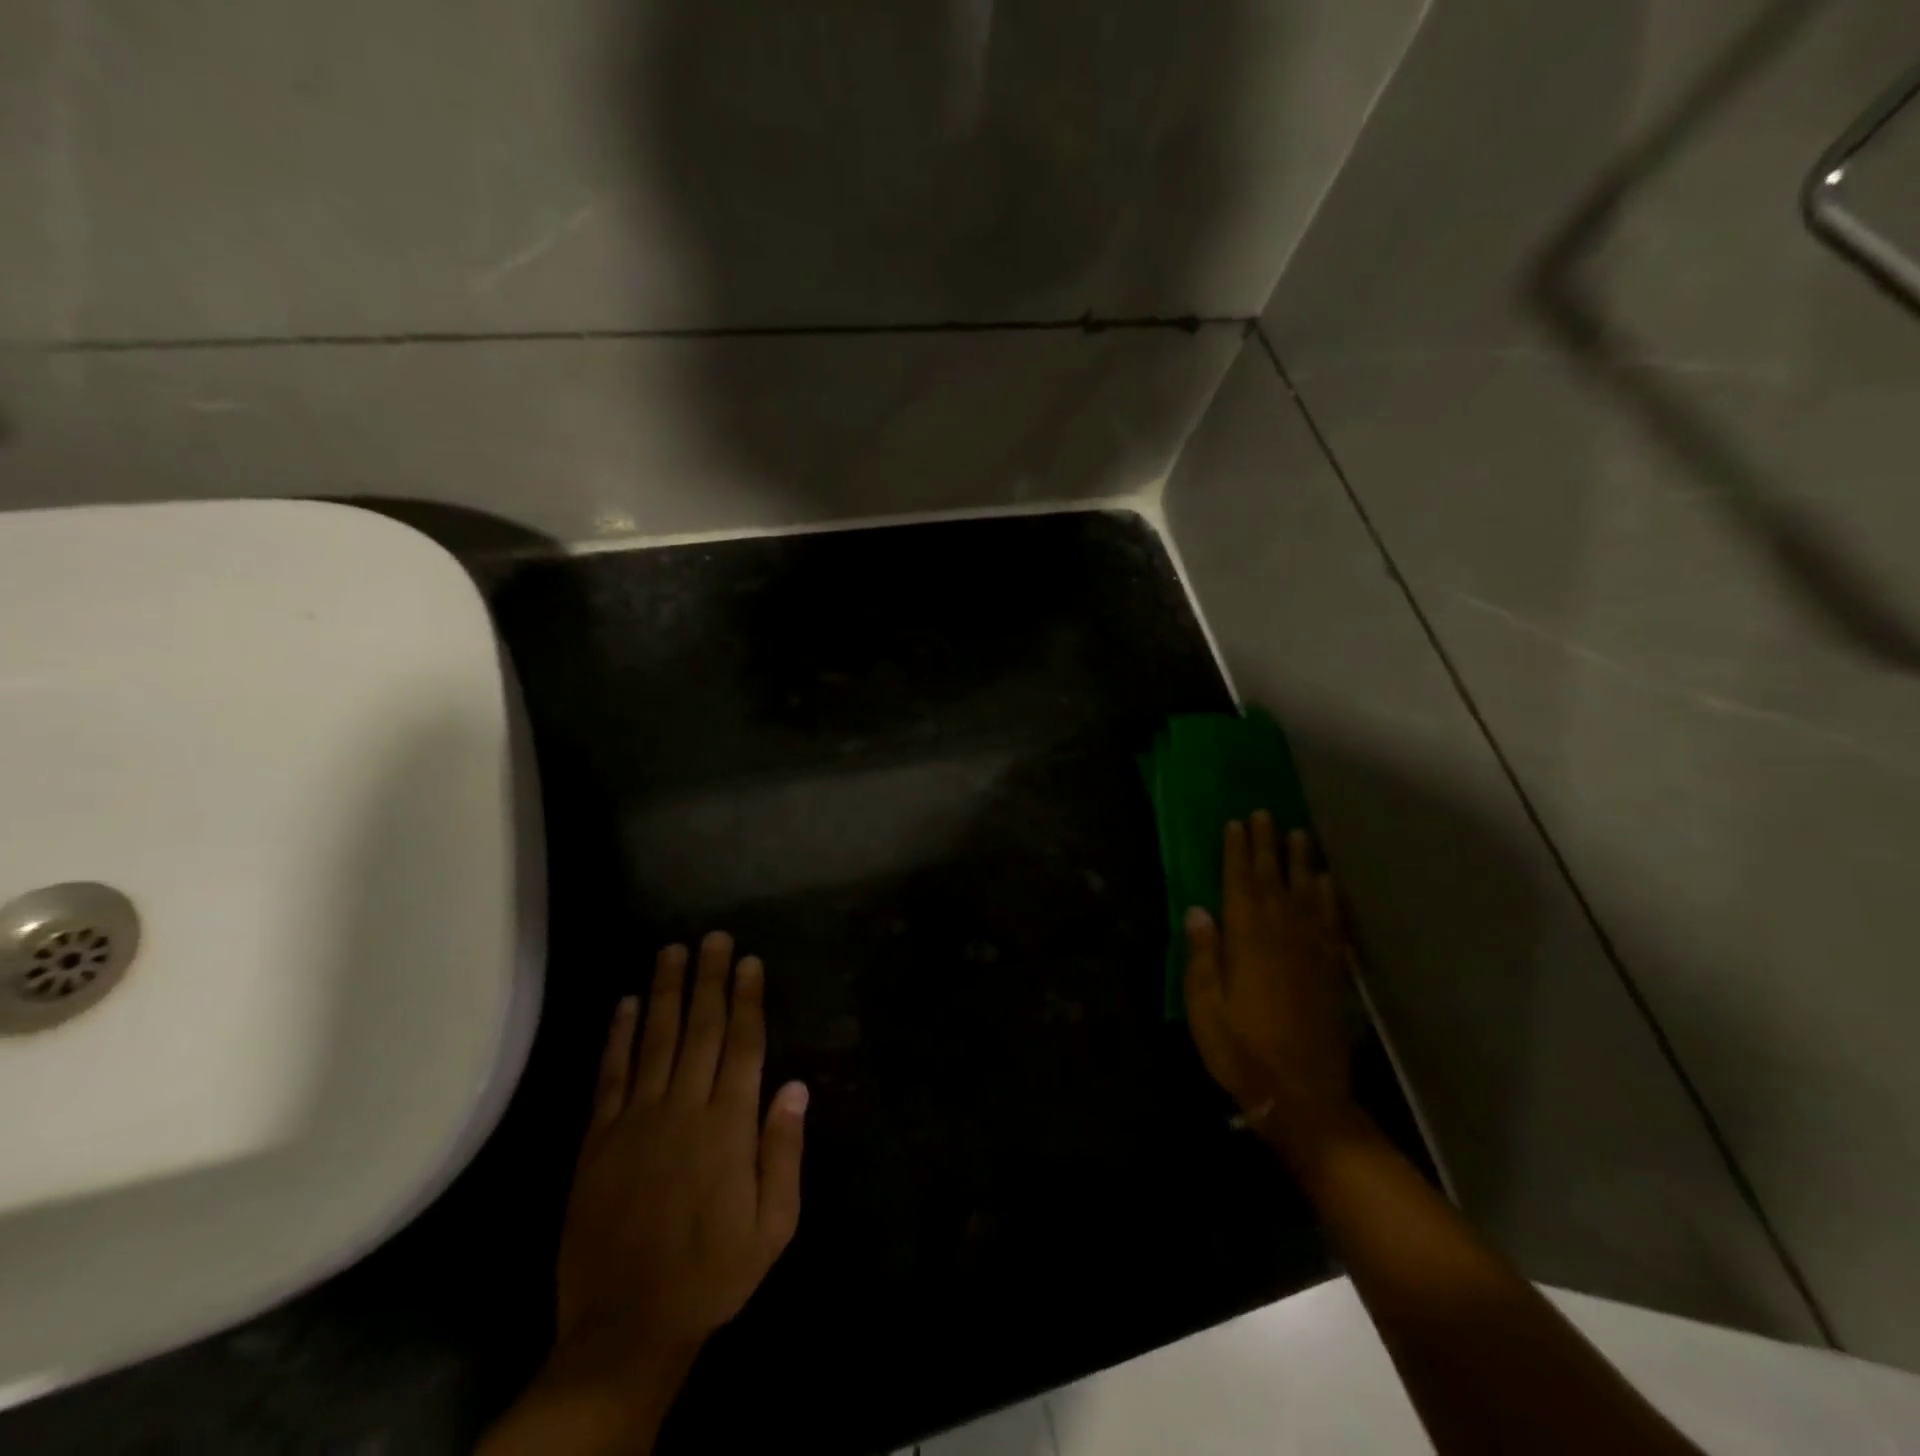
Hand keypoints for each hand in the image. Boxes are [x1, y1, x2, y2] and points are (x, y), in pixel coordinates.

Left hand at [556, 932, 808, 1365]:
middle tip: (713, 937)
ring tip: (671, 951)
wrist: (626, 1326)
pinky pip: (611, 1076)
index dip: (747, 998)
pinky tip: (623, 1004)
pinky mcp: (599, 1139)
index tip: (749, 961)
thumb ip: (783, 1152)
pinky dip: (617, 1037)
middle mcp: (684, 1108)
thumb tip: (795, 1086)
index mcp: (729, 1125)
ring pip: (655, 1039)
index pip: (743, 1044)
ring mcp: (637, 1120)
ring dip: (664, 992)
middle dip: (709, 979)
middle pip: (701, 1028)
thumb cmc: (713, 1273)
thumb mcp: (773, 1225)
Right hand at [1184, 812, 1366, 1177]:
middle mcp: (1283, 936)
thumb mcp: (1205, 1009)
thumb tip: (1198, 911)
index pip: (1240, 884)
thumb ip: (1202, 957)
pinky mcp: (1332, 970)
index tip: (1235, 823)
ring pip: (1306, 894)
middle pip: (1274, 880)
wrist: (1303, 1097)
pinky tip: (1327, 883)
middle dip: (1267, 845)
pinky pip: (1331, 922)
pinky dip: (1329, 898)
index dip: (1236, 852)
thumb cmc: (1242, 1052)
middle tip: (1264, 814)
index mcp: (1247, 942)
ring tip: (1298, 833)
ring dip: (1300, 862)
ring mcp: (1312, 952)